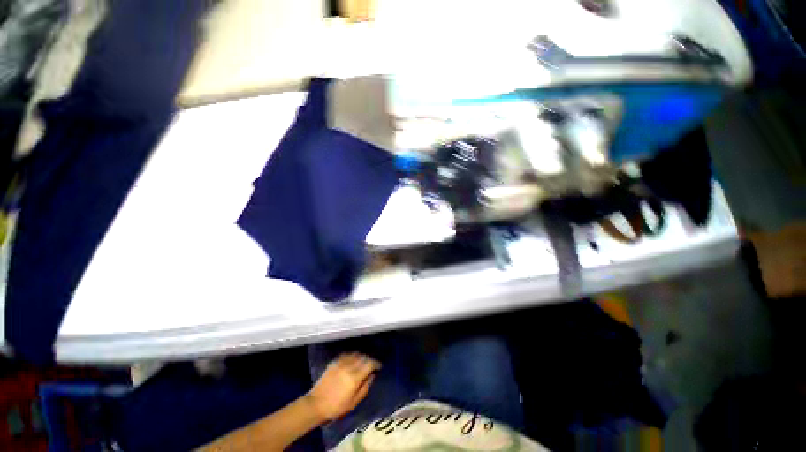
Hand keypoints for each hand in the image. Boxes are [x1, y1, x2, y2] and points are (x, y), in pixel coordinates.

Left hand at [306, 353, 379, 421]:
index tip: (379, 367)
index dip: (376, 364)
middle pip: (363, 357)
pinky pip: (347, 355)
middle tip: (372, 365)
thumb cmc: (336, 407)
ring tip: (363, 362)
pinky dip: (352, 356)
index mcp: (354, 377)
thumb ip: (365, 387)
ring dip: (361, 357)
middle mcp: (349, 366)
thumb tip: (372, 376)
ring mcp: (340, 363)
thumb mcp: (354, 402)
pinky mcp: (334, 362)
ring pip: (355, 354)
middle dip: (369, 360)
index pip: (369, 364)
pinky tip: (352, 360)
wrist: (316, 404)